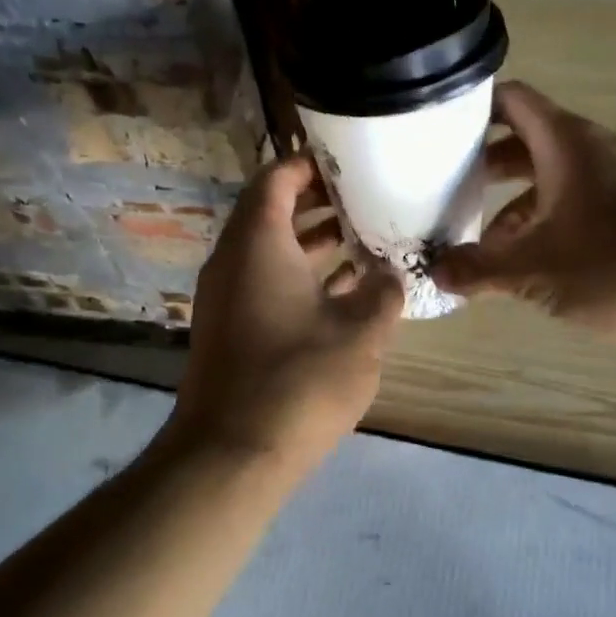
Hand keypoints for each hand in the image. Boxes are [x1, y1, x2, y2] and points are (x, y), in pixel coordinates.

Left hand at [165, 152, 404, 474]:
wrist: (232, 453)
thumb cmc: (299, 379)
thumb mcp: (361, 333)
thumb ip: (383, 293)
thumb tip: (390, 275)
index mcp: (257, 242)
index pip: (277, 178)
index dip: (311, 165)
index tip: (351, 163)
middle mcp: (233, 259)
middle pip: (271, 211)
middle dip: (319, 203)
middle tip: (367, 198)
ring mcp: (225, 296)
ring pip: (269, 250)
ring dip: (312, 242)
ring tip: (363, 238)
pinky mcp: (228, 329)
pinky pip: (264, 282)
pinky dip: (299, 276)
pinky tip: (343, 292)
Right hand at [429, 81, 615, 344]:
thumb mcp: (535, 271)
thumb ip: (480, 270)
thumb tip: (435, 272)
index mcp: (566, 145)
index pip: (511, 100)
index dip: (471, 107)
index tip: (434, 129)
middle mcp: (591, 152)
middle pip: (525, 141)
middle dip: (483, 165)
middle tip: (443, 188)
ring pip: (549, 178)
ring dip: (512, 204)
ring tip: (478, 241)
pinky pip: (574, 204)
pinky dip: (544, 223)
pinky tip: (527, 264)